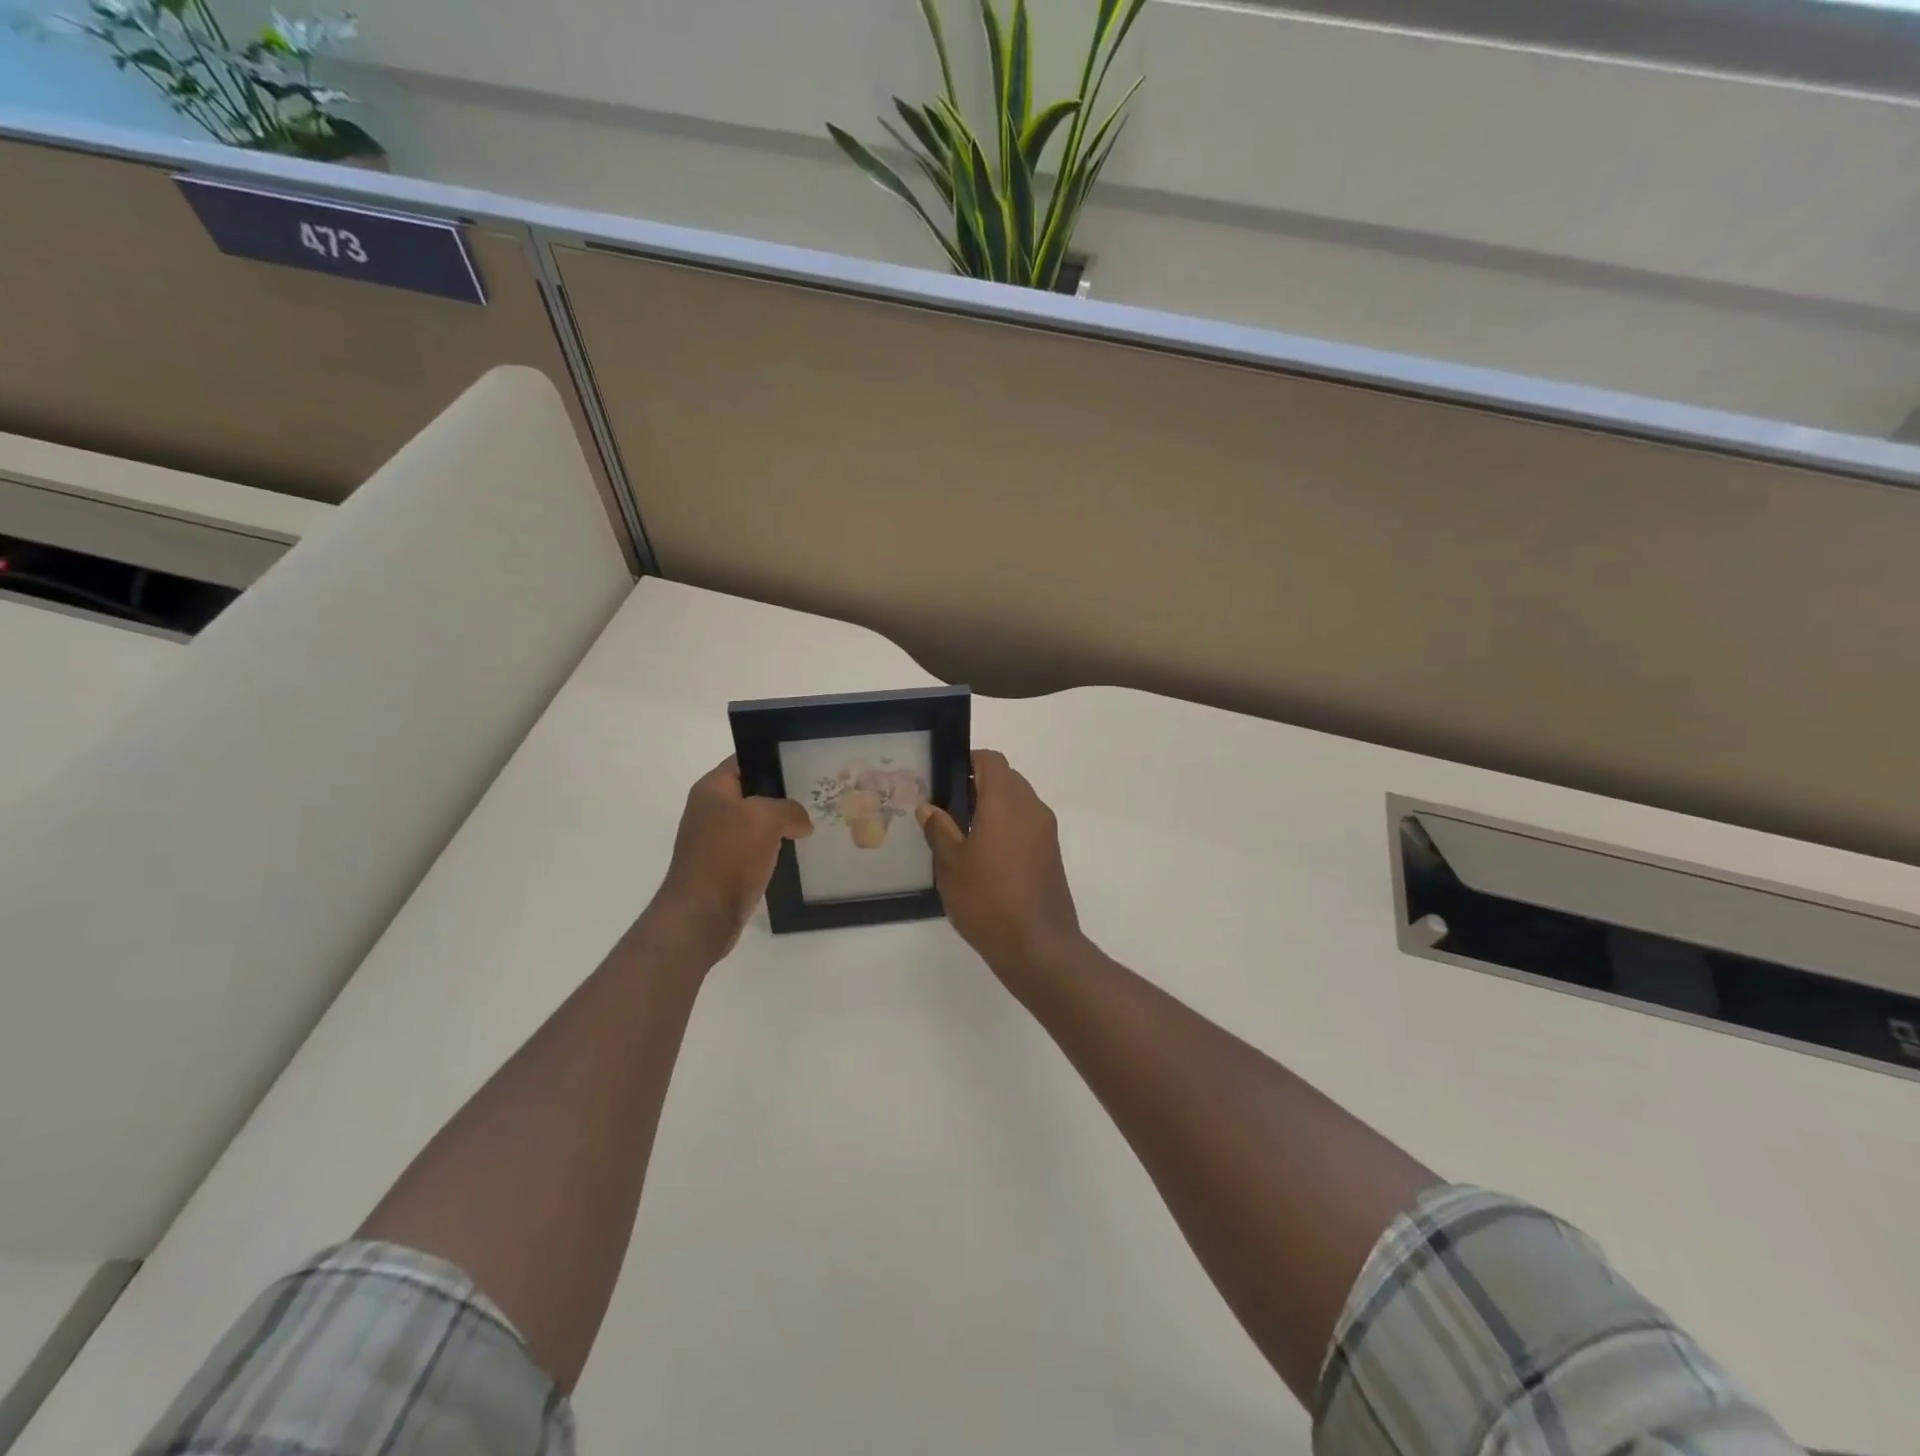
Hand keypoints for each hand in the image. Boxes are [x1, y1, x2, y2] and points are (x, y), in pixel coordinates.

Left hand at [649, 757, 811, 960]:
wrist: (703, 913)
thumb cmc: (729, 855)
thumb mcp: (766, 818)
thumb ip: (790, 809)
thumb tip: (801, 823)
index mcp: (712, 789)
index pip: (745, 761)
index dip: (773, 760)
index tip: (803, 765)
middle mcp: (710, 809)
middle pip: (752, 792)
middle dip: (781, 795)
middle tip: (814, 795)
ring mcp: (716, 839)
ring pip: (755, 822)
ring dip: (779, 825)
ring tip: (810, 823)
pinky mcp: (724, 865)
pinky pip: (753, 848)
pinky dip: (771, 849)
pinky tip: (793, 852)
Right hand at [917, 750, 1083, 973]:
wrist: (1038, 945)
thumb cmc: (987, 899)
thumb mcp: (951, 865)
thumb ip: (939, 830)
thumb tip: (930, 808)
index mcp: (1005, 802)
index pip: (991, 761)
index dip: (968, 761)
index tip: (946, 778)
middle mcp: (1031, 808)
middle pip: (1007, 779)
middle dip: (979, 785)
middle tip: (949, 809)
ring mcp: (1046, 831)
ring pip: (1019, 802)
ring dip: (995, 807)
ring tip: (964, 834)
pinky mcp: (1052, 853)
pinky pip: (1028, 824)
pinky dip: (1008, 827)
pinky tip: (986, 856)